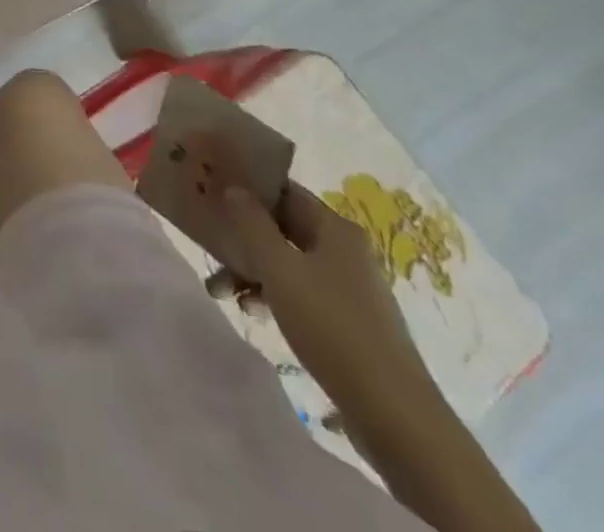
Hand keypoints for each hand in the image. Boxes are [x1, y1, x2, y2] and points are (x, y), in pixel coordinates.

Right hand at [216, 177, 435, 415]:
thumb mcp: (279, 270)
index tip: (211, 194)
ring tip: (221, 292)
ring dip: (251, 271)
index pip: (283, 191)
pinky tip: (252, 312)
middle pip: (282, 228)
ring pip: (287, 262)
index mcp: (335, 229)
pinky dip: (272, 295)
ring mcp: (349, 287)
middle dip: (242, 238)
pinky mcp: (348, 321)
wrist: (395, 417)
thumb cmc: (332, 328)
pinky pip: (300, 292)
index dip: (247, 188)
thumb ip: (251, 223)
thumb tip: (233, 187)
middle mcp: (344, 250)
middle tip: (208, 249)